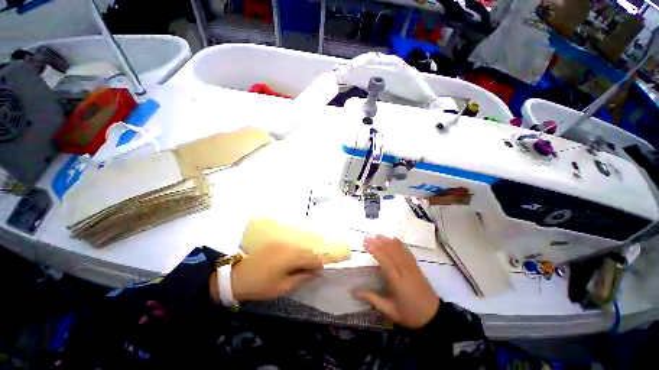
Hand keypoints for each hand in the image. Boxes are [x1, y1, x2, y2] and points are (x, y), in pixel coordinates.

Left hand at [231, 243, 323, 300]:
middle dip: (312, 260)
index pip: (313, 258)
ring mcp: (282, 243)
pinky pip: (291, 247)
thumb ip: (302, 278)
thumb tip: (314, 273)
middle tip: (312, 272)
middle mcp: (289, 246)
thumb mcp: (283, 287)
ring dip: (304, 257)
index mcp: (293, 256)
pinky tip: (291, 263)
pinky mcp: (275, 244)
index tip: (321, 273)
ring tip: (302, 268)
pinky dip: (295, 254)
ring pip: (299, 248)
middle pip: (307, 251)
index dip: (319, 265)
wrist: (237, 277)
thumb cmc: (262, 285)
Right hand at [355, 236, 439, 328]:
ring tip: (376, 235)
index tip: (366, 245)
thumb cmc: (410, 315)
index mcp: (399, 283)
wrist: (434, 316)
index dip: (376, 251)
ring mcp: (413, 267)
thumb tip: (355, 292)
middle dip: (378, 243)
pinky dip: (399, 244)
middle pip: (392, 252)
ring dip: (387, 241)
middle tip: (367, 238)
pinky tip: (393, 239)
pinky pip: (407, 251)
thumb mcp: (390, 311)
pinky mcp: (417, 266)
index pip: (386, 262)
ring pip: (399, 250)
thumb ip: (373, 299)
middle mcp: (406, 271)